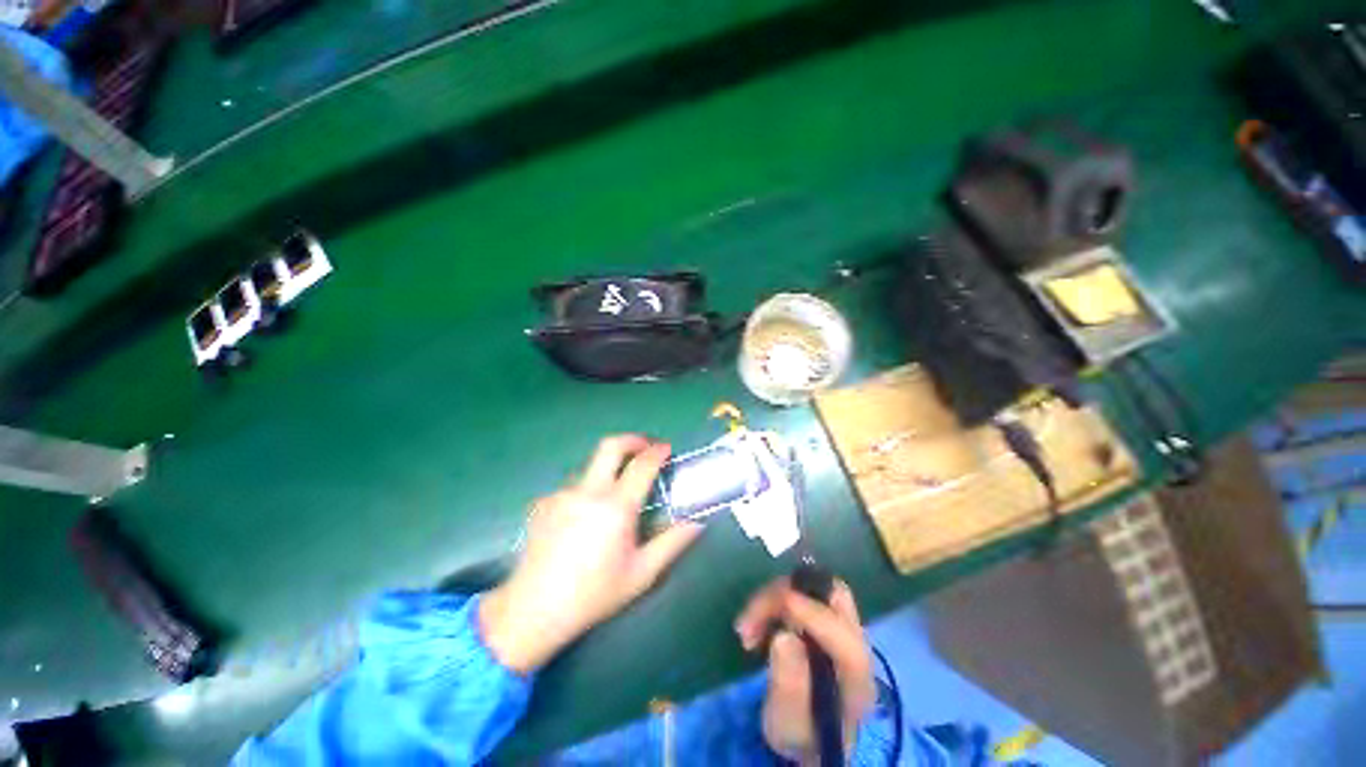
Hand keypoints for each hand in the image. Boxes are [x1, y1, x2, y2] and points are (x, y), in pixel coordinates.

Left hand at [479, 435, 703, 673]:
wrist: (533, 611)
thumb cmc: (593, 595)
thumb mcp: (641, 574)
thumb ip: (672, 544)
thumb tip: (697, 523)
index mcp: (615, 507)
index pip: (642, 465)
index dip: (657, 451)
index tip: (666, 449)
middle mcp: (588, 492)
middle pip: (611, 445)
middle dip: (633, 439)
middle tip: (645, 447)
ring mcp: (562, 494)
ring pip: (591, 466)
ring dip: (609, 469)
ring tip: (614, 496)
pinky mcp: (544, 502)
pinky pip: (573, 486)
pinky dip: (587, 491)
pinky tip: (584, 518)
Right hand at [734, 577, 876, 763]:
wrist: (808, 734)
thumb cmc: (799, 733)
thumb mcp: (788, 722)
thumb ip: (789, 684)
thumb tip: (783, 637)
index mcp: (857, 680)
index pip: (845, 640)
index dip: (814, 616)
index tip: (780, 606)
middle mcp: (856, 645)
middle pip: (833, 596)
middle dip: (790, 594)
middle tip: (755, 614)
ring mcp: (841, 626)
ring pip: (813, 589)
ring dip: (775, 598)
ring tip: (746, 628)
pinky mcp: (823, 617)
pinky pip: (801, 593)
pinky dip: (775, 600)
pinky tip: (756, 624)